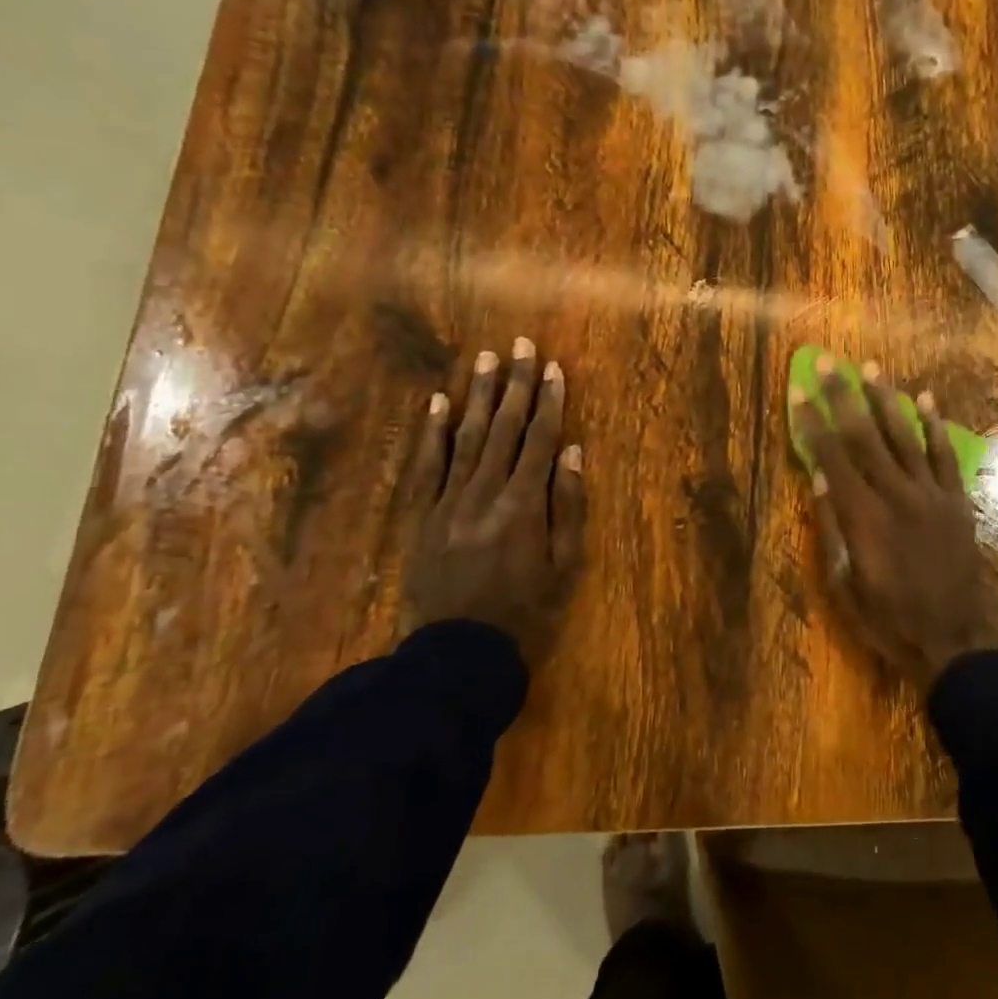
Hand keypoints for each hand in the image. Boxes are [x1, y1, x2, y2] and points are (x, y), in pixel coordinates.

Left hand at [403, 340, 587, 666]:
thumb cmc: (526, 610)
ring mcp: (449, 501)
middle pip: (505, 428)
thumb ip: (569, 505)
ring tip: (486, 359)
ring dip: (479, 396)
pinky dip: (431, 432)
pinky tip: (437, 402)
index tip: (555, 367)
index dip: (551, 401)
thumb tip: (573, 451)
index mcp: (524, 504)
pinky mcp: (423, 515)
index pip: (541, 439)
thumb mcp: (565, 564)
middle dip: (516, 384)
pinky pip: (427, 465)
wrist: (459, 653)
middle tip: (520, 345)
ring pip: (466, 437)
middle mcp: (485, 492)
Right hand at [791, 358, 997, 689]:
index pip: (832, 457)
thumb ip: (832, 528)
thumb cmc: (889, 618)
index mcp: (864, 516)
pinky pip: (945, 455)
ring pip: (905, 436)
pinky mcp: (957, 500)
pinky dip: (935, 426)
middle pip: (865, 436)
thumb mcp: (844, 584)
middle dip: (844, 397)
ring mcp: (931, 494)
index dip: (813, 423)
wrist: (955, 638)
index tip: (799, 392)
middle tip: (830, 363)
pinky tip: (926, 399)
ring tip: (872, 368)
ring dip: (886, 400)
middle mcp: (897, 494)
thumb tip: (819, 478)